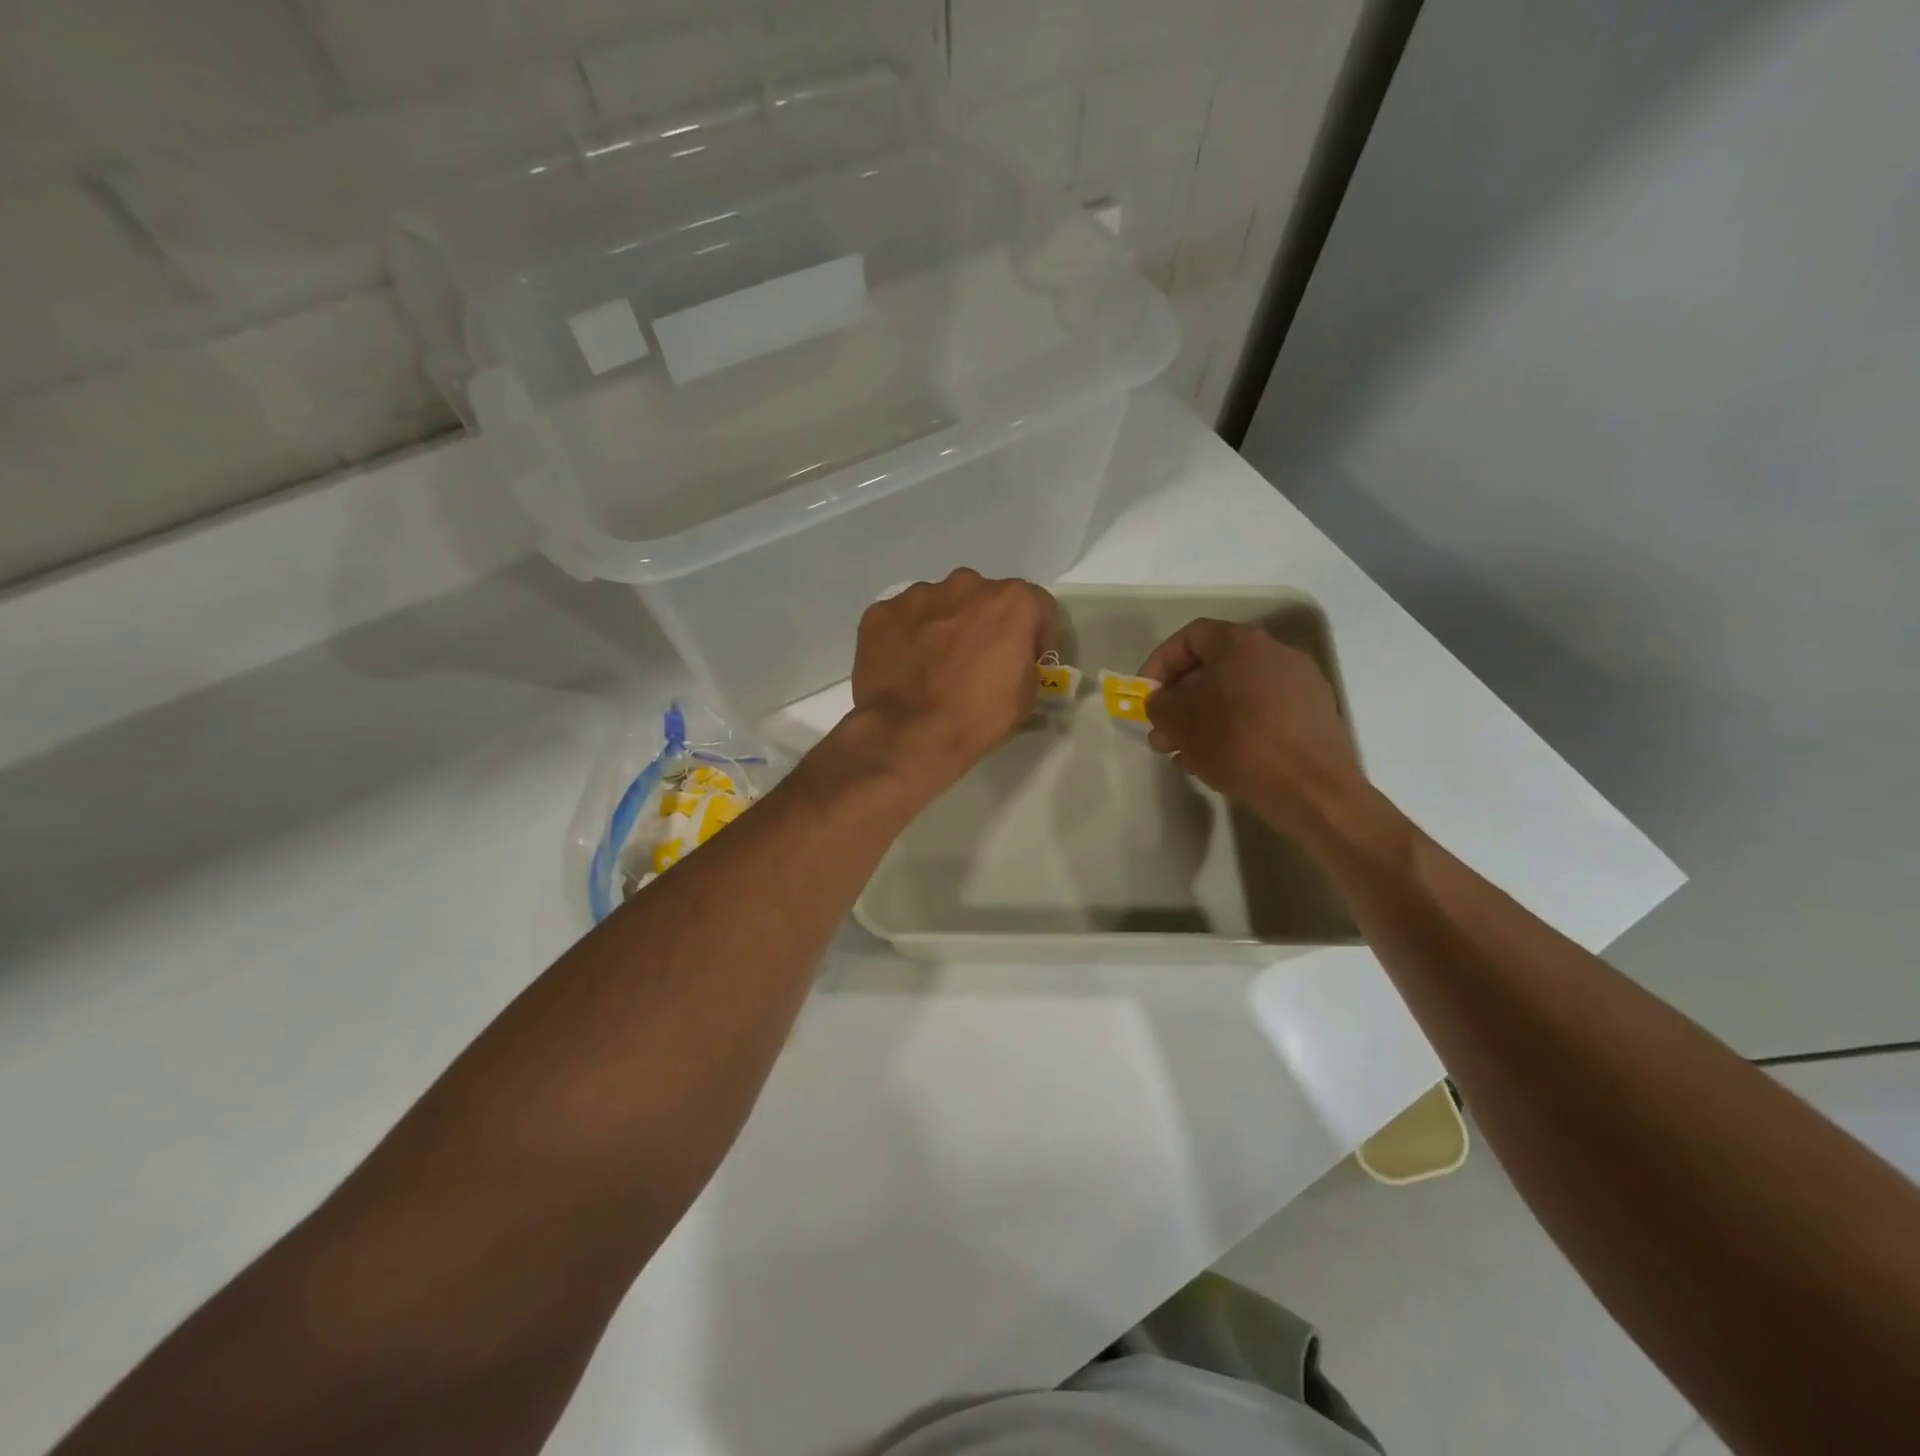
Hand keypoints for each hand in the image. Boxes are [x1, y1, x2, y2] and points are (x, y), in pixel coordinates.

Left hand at [849, 569, 1057, 789]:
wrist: (908, 734)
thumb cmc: (977, 716)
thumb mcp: (1026, 695)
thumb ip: (1024, 662)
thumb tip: (1012, 660)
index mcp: (1010, 601)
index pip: (1037, 606)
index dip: (1037, 635)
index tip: (1029, 660)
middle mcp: (965, 585)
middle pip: (984, 599)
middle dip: (985, 624)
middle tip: (977, 661)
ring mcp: (918, 595)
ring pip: (940, 604)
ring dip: (944, 626)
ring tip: (935, 666)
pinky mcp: (880, 613)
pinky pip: (902, 619)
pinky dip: (906, 636)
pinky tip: (904, 667)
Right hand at [1139, 618, 1374, 845]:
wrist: (1312, 789)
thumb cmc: (1238, 743)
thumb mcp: (1180, 723)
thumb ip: (1159, 704)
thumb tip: (1160, 701)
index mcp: (1242, 644)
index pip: (1191, 638)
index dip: (1160, 663)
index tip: (1145, 694)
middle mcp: (1276, 654)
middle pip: (1215, 668)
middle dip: (1182, 699)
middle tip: (1162, 731)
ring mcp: (1300, 685)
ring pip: (1238, 695)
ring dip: (1206, 718)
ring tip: (1185, 753)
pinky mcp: (1314, 716)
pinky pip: (1262, 714)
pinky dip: (1236, 730)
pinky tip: (1219, 761)